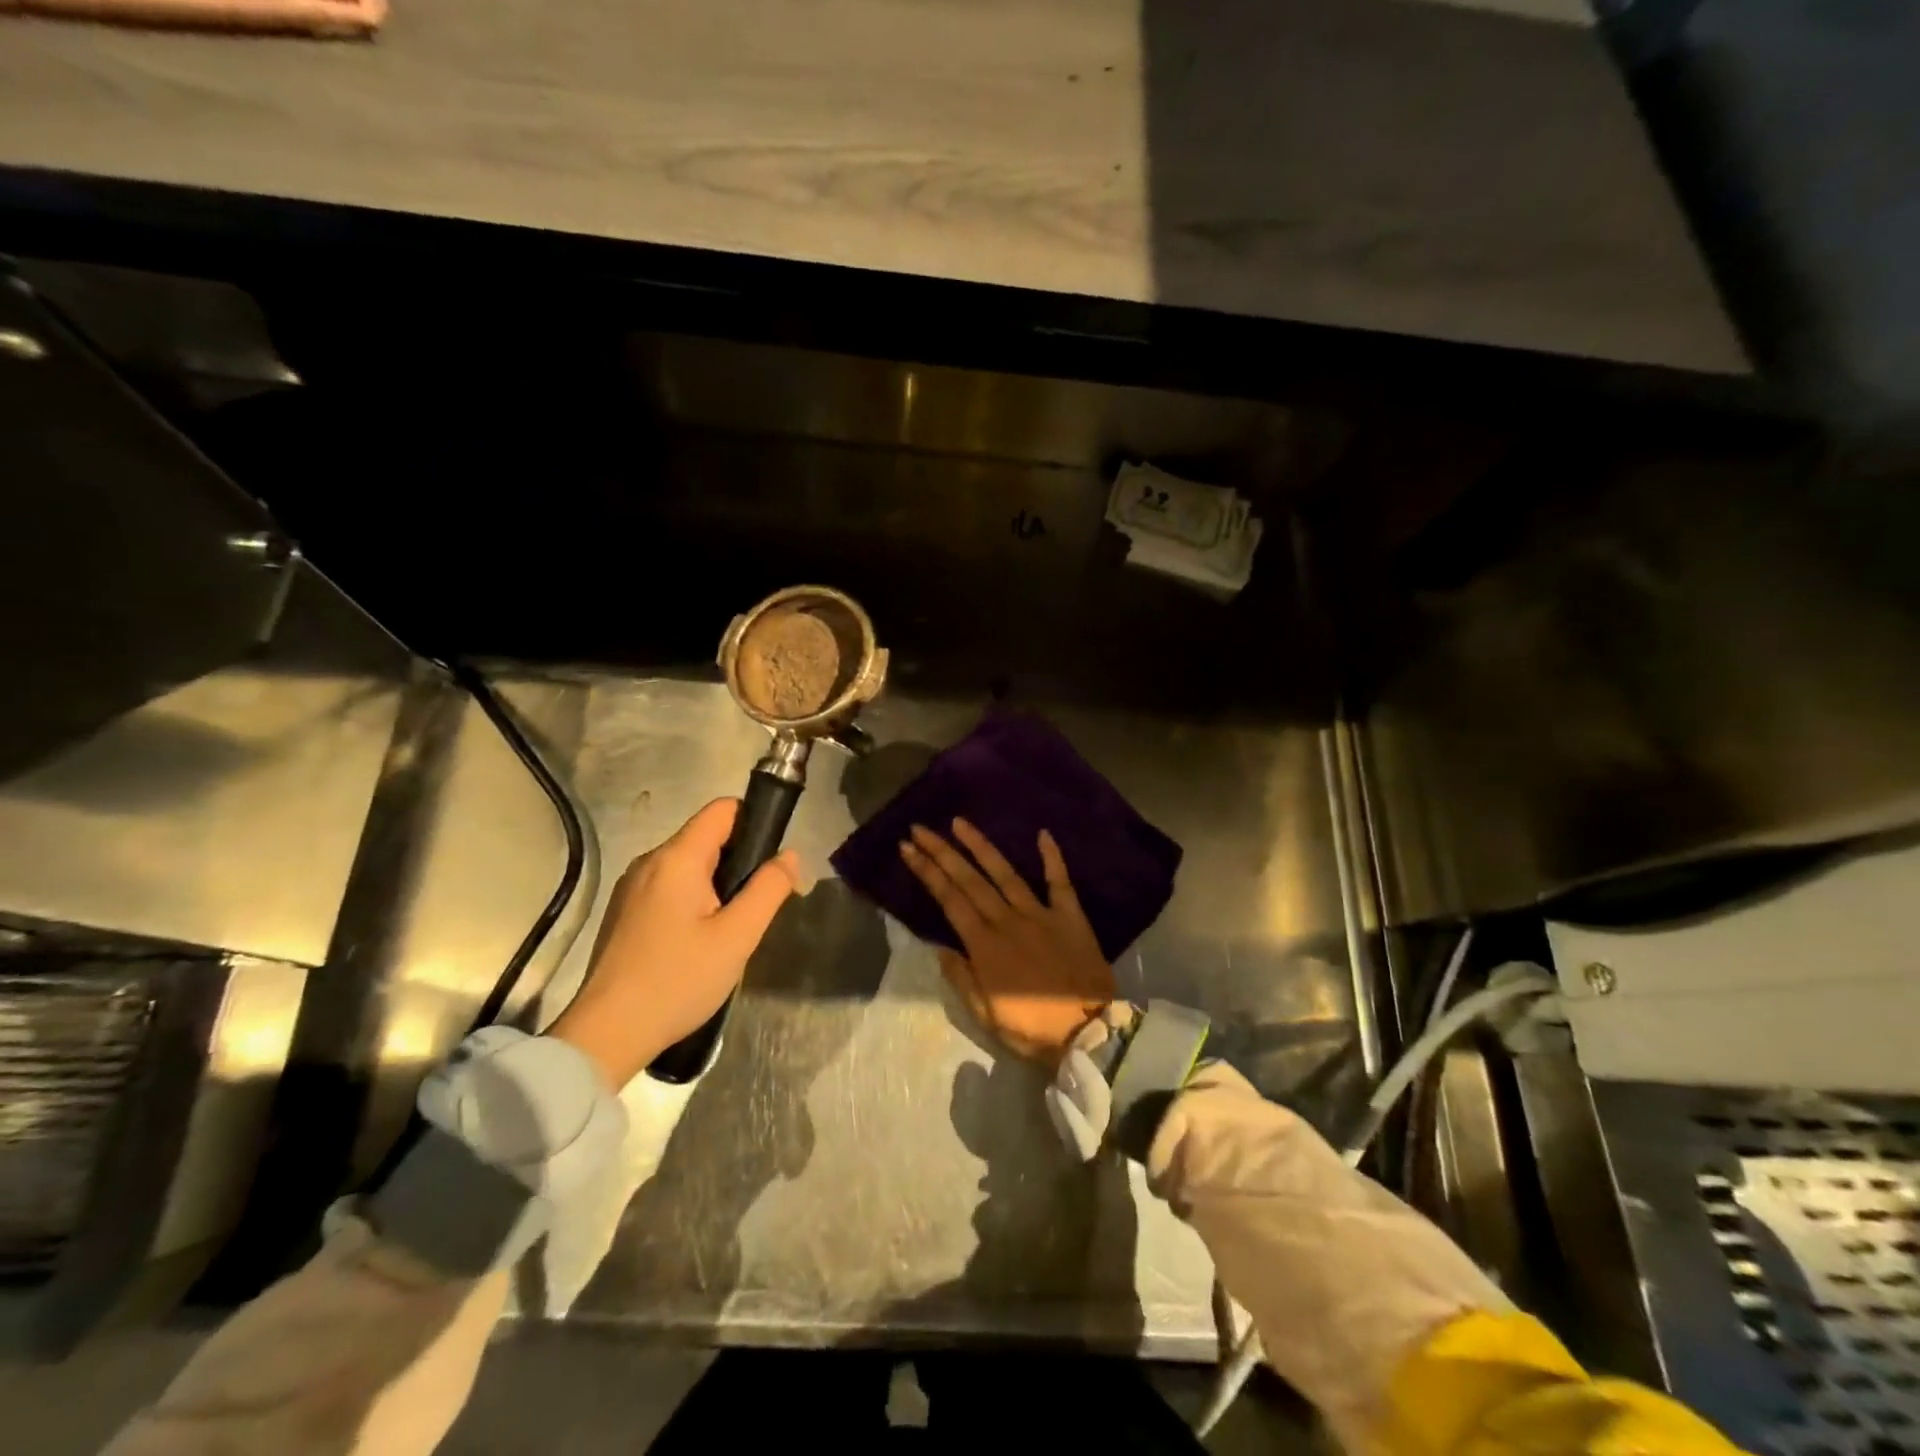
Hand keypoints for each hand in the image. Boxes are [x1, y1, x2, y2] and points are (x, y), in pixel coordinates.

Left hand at [549, 799, 799, 1089]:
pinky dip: (692, 901)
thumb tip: (789, 855)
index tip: (771, 861)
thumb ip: (769, 889)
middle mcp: (650, 862)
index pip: (722, 809)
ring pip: (688, 866)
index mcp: (677, 858)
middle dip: (738, 861)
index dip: (754, 821)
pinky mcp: (624, 913)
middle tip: (755, 907)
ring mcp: (631, 888)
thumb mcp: (738, 936)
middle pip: (706, 838)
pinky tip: (697, 943)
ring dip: (716, 885)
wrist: (607, 1034)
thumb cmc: (678, 980)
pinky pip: (669, 888)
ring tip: (729, 929)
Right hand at [900, 818, 1114, 1064]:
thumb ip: (962, 978)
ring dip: (981, 846)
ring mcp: (1040, 914)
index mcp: (985, 945)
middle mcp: (1008, 920)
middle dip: (942, 851)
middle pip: (970, 879)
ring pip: (1005, 873)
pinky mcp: (1069, 916)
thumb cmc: (1032, 1028)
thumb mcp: (986, 1015)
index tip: (908, 848)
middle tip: (920, 828)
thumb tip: (940, 947)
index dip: (927, 872)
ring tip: (960, 822)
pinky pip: (1059, 882)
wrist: (1089, 1033)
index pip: (949, 899)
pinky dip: (1052, 857)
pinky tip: (1042, 833)